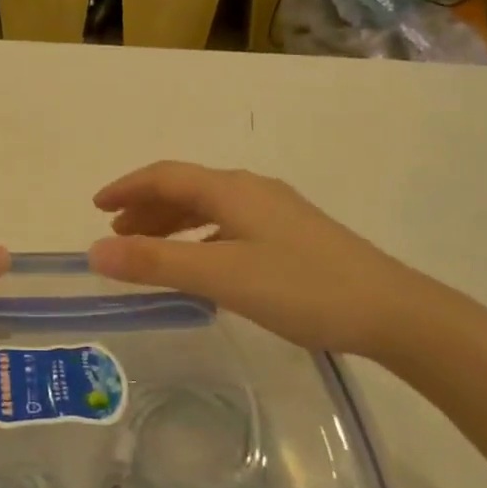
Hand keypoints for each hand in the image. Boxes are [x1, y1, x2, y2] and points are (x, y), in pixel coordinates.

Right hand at [87, 161, 467, 363]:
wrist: (392, 311)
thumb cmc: (301, 287)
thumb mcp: (220, 276)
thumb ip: (156, 263)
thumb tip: (94, 251)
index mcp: (231, 190)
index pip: (165, 176)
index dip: (126, 187)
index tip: (96, 207)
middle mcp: (251, 190)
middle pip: (186, 188)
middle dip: (146, 207)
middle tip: (116, 233)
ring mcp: (276, 212)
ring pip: (209, 208)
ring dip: (172, 223)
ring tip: (148, 248)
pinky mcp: (293, 235)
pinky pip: (229, 225)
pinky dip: (200, 237)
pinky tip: (202, 264)